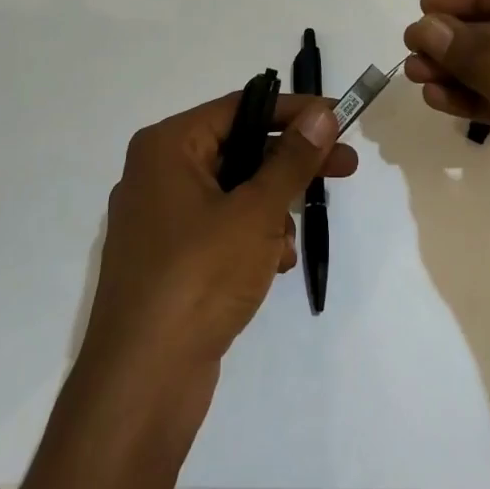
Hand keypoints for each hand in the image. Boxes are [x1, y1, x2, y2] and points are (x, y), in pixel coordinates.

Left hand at [80, 94, 356, 385]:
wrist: (144, 381)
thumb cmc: (199, 276)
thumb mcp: (256, 212)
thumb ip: (292, 159)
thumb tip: (322, 113)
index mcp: (167, 147)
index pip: (240, 108)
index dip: (293, 111)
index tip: (338, 117)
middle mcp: (158, 174)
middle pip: (240, 150)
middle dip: (291, 165)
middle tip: (345, 166)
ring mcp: (161, 219)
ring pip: (235, 193)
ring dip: (272, 211)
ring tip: (287, 244)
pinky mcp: (171, 259)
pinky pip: (222, 228)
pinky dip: (252, 240)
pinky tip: (273, 267)